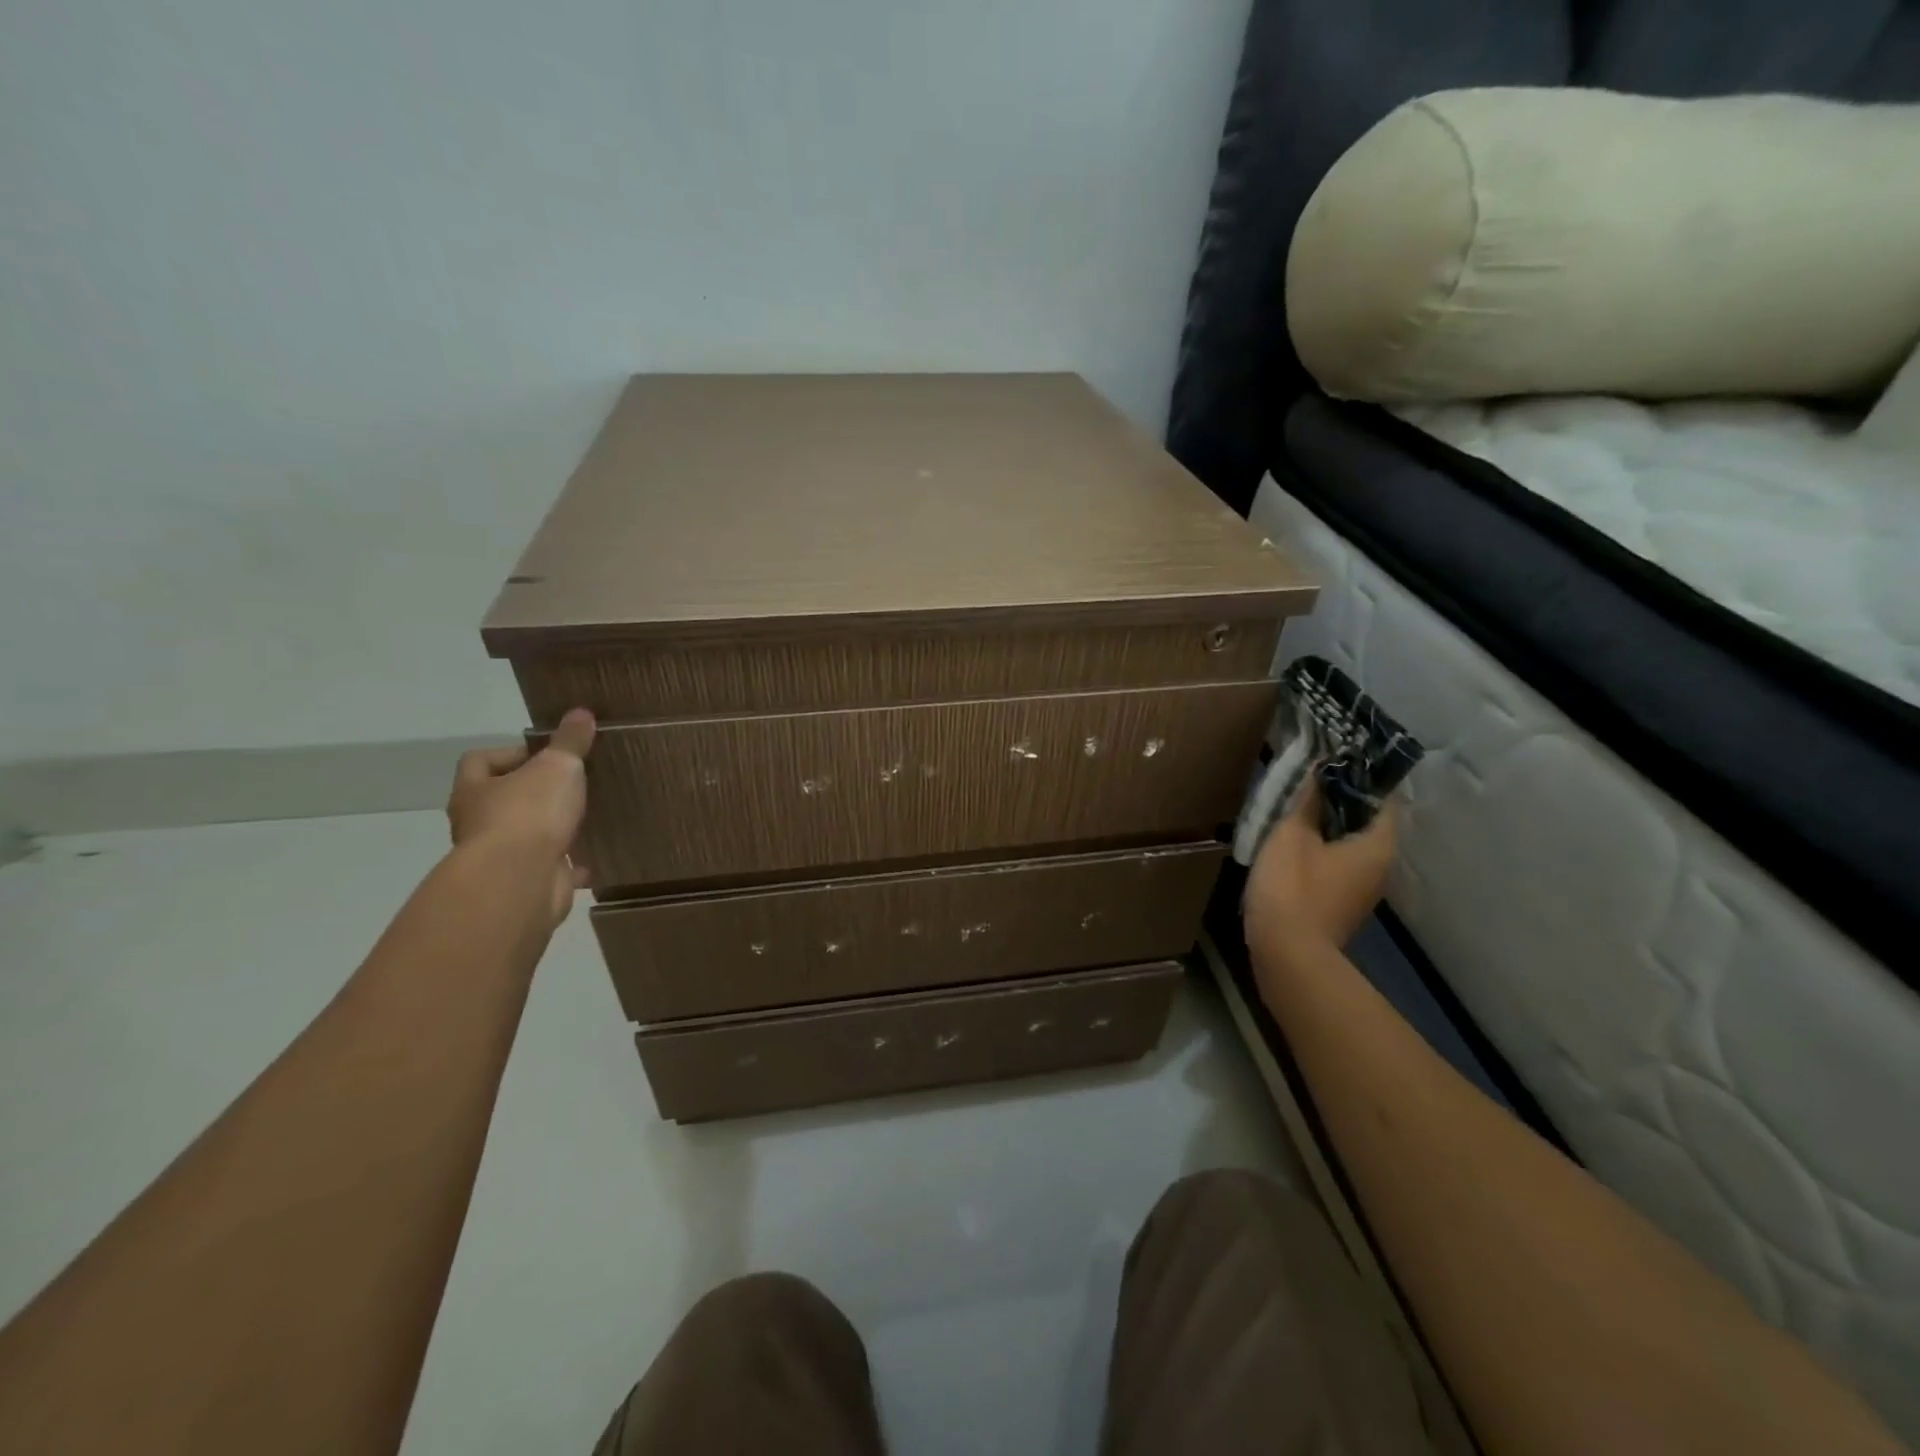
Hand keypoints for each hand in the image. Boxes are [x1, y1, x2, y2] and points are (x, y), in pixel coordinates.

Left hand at [447, 708, 596, 926]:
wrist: (520, 881)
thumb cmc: (529, 813)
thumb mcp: (557, 766)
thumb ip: (570, 742)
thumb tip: (581, 712)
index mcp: (475, 790)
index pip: (480, 761)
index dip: (510, 753)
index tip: (547, 755)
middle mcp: (477, 823)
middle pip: (501, 800)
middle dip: (533, 794)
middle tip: (570, 786)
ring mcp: (497, 857)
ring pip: (523, 836)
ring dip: (547, 830)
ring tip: (583, 820)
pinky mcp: (522, 883)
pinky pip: (545, 869)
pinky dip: (564, 866)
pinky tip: (587, 862)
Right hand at [1243, 779, 1398, 965]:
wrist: (1287, 954)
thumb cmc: (1293, 888)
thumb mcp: (1292, 835)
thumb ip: (1307, 801)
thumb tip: (1320, 770)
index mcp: (1377, 846)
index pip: (1384, 799)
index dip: (1361, 776)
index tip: (1334, 759)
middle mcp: (1381, 867)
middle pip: (1367, 823)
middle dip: (1341, 800)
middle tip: (1309, 779)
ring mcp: (1362, 890)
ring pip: (1350, 845)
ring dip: (1328, 826)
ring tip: (1296, 808)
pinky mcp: (1341, 905)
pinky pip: (1337, 866)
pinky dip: (1321, 850)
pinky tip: (1293, 844)